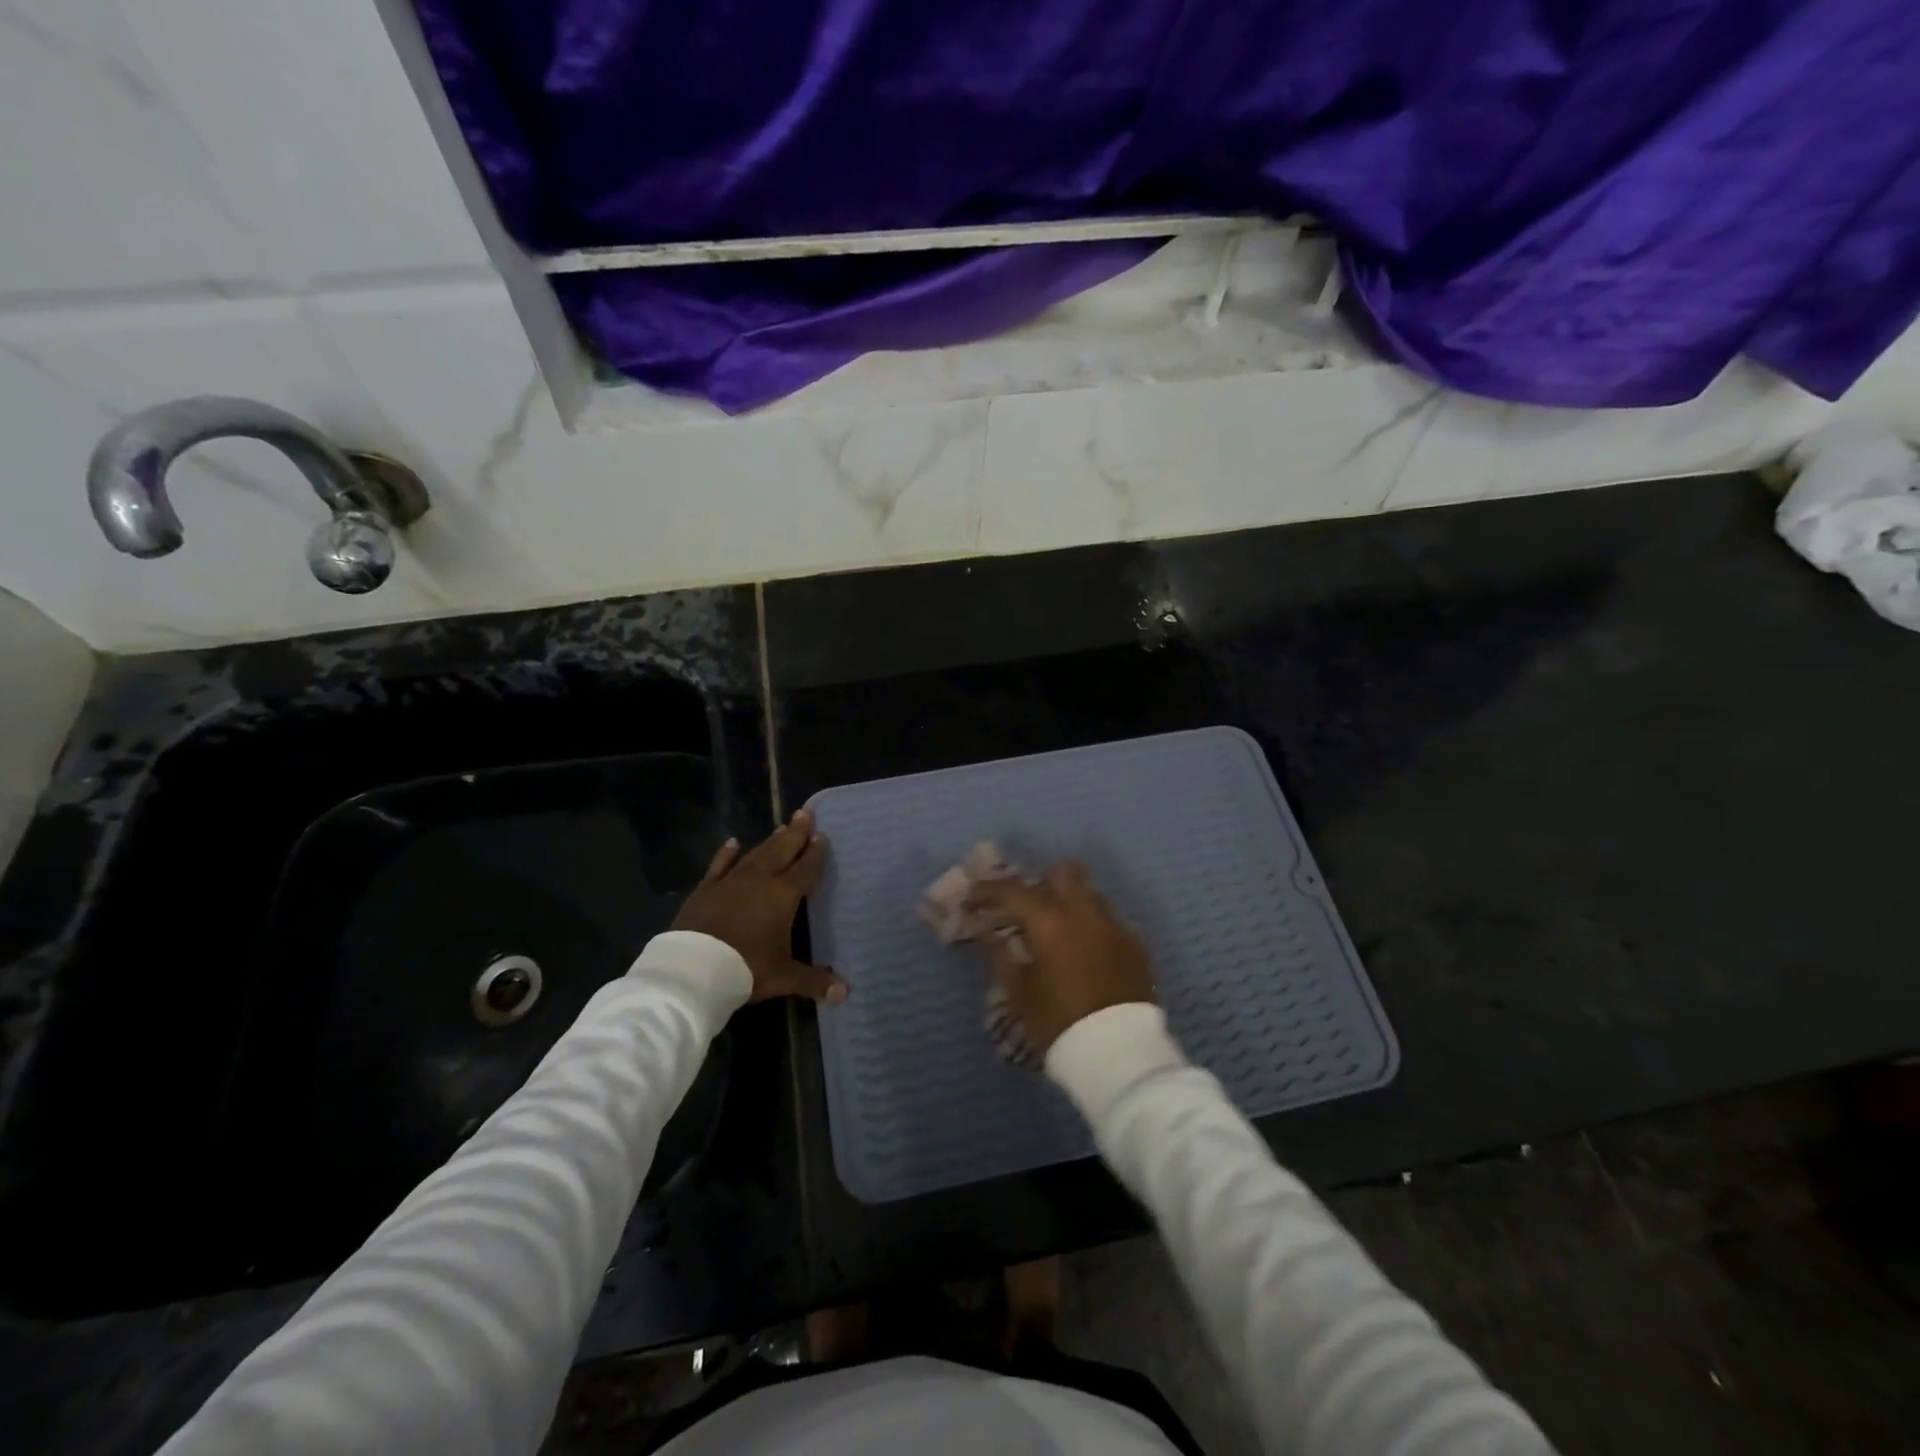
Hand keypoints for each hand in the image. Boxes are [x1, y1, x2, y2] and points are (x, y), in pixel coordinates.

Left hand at [671, 809, 846, 1003]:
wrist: (693, 969)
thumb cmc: (746, 968)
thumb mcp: (783, 977)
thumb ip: (814, 981)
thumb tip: (846, 993)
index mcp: (783, 895)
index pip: (805, 868)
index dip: (815, 853)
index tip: (822, 836)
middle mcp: (760, 880)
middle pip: (782, 850)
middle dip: (796, 833)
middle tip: (805, 814)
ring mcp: (731, 881)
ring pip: (755, 854)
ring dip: (770, 841)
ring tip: (781, 827)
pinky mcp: (706, 889)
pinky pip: (720, 865)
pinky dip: (727, 853)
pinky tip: (733, 842)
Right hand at [965, 862, 1153, 1054]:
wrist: (1120, 1054)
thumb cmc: (1060, 1023)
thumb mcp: (1020, 994)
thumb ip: (1003, 957)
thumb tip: (992, 935)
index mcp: (1050, 921)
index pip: (1013, 890)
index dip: (988, 890)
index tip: (974, 897)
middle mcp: (1085, 912)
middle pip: (1065, 872)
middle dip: (1044, 881)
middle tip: (1029, 906)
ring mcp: (1115, 926)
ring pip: (1091, 894)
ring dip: (1072, 903)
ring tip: (1058, 931)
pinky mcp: (1136, 945)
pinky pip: (1110, 922)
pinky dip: (1093, 929)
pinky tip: (1085, 954)